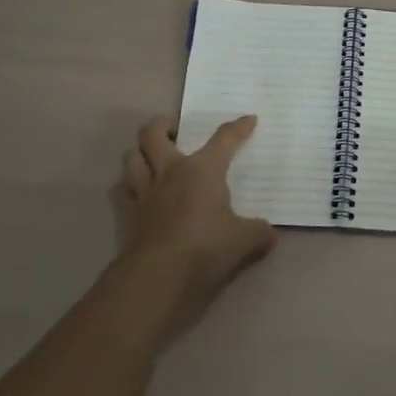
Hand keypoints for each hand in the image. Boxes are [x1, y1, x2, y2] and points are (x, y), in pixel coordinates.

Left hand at [122, 115, 275, 322]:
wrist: (158, 275)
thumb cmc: (206, 247)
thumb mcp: (244, 240)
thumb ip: (258, 232)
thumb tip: (268, 233)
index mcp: (202, 169)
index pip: (224, 138)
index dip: (238, 127)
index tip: (249, 120)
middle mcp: (170, 172)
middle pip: (152, 134)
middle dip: (162, 125)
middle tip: (175, 130)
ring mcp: (146, 193)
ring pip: (132, 157)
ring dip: (141, 152)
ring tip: (154, 157)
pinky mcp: (130, 216)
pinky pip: (127, 191)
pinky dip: (133, 186)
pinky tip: (146, 195)